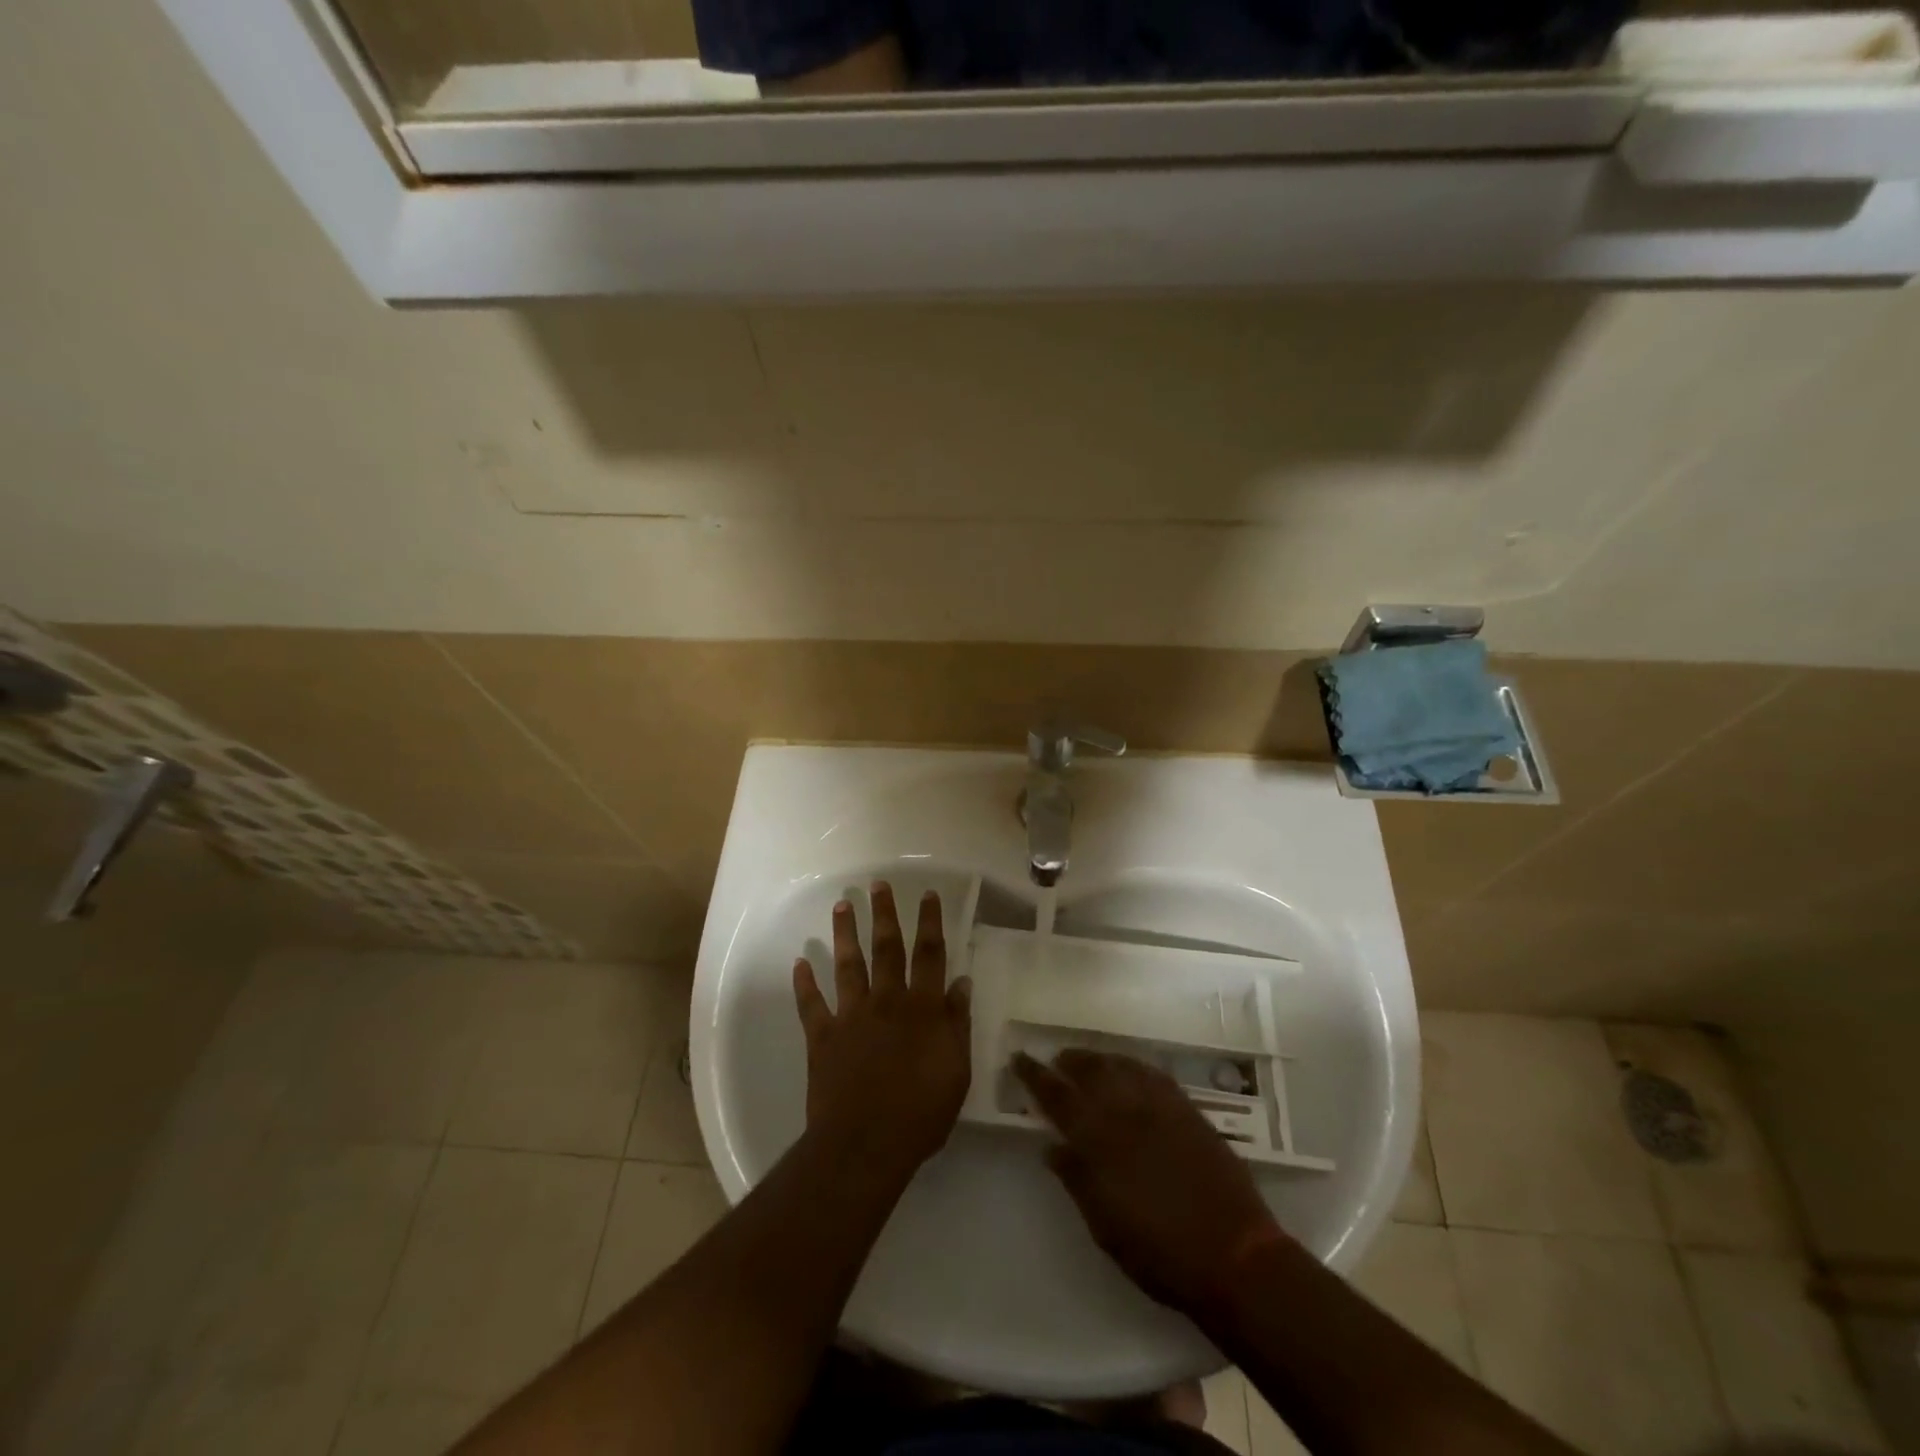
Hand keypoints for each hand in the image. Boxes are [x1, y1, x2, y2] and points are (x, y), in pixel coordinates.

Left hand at [793, 882, 971, 1181]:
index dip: (930, 922)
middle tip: (878, 884)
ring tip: (842, 906)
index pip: (929, 955)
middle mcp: (886, 1001)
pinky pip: (811, 1004)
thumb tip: (961, 982)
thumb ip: (957, 1023)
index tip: (927, 894)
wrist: (865, 1145)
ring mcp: (851, 1016)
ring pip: (848, 965)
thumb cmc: (920, 1113)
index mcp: (921, 1009)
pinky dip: (804, 983)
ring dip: (845, 934)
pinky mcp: (822, 1037)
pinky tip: (800, 961)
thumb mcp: (956, 1071)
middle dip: (884, 914)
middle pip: (886, 948)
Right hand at [1014, 1049, 1285, 1317]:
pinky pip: (1152, 1074)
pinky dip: (1133, 1065)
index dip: (1034, 1075)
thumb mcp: (1105, 1226)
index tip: (1018, 1058)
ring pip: (1120, 1066)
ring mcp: (1159, 1106)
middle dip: (1068, 1061)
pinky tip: (1129, 1068)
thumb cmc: (1159, 1252)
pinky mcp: (1187, 1109)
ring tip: (1086, 1059)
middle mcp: (1125, 1111)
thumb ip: (1076, 1179)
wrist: (1233, 1254)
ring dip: (1098, 1059)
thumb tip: (1051, 1146)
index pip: (1056, 1096)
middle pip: (1089, 1071)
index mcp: (1098, 1140)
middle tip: (1054, 1058)